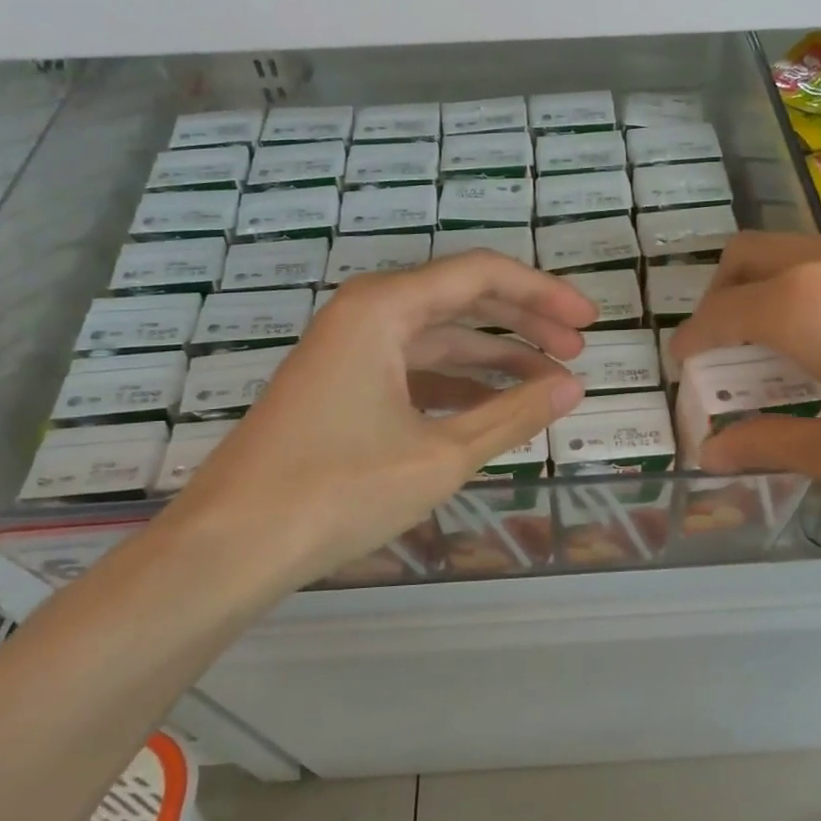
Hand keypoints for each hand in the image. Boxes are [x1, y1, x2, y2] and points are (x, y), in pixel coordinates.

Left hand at [157, 251, 593, 598]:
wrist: (231, 545)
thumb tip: (572, 388)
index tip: (589, 322)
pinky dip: (459, 383)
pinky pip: (415, 368)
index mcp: (384, 307)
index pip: (482, 275)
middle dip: (526, 322)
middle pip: (463, 300)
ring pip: (440, 337)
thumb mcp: (441, 455)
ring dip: (496, 356)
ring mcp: (350, 349)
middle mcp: (366, 313)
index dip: (544, 293)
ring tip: (549, 382)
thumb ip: (513, 416)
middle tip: (578, 349)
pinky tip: (494, 407)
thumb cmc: (337, 490)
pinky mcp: (342, 384)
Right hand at [672, 232, 820, 577]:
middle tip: (726, 348)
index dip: (693, 342)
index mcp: (807, 303)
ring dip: (777, 286)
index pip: (721, 313)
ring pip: (805, 248)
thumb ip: (768, 444)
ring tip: (791, 346)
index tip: (685, 366)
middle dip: (723, 296)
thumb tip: (711, 453)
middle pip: (751, 255)